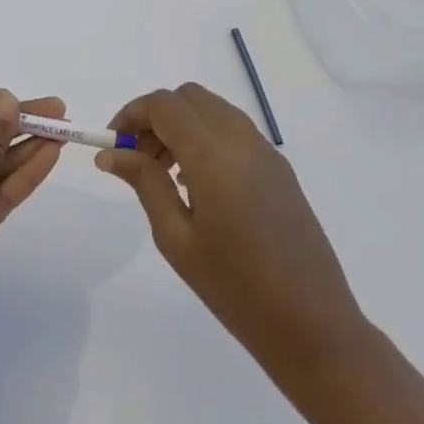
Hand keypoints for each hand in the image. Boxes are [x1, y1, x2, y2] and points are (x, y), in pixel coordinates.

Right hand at [96, 83, 367, 380]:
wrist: (313, 326)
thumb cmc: (234, 289)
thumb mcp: (176, 238)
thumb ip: (145, 183)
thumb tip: (110, 153)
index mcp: (213, 157)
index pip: (164, 105)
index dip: (131, 114)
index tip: (114, 145)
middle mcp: (242, 141)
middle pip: (189, 98)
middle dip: (156, 117)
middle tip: (138, 158)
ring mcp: (267, 152)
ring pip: (213, 110)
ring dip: (182, 125)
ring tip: (165, 174)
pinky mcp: (280, 168)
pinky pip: (234, 130)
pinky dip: (206, 137)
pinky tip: (198, 184)